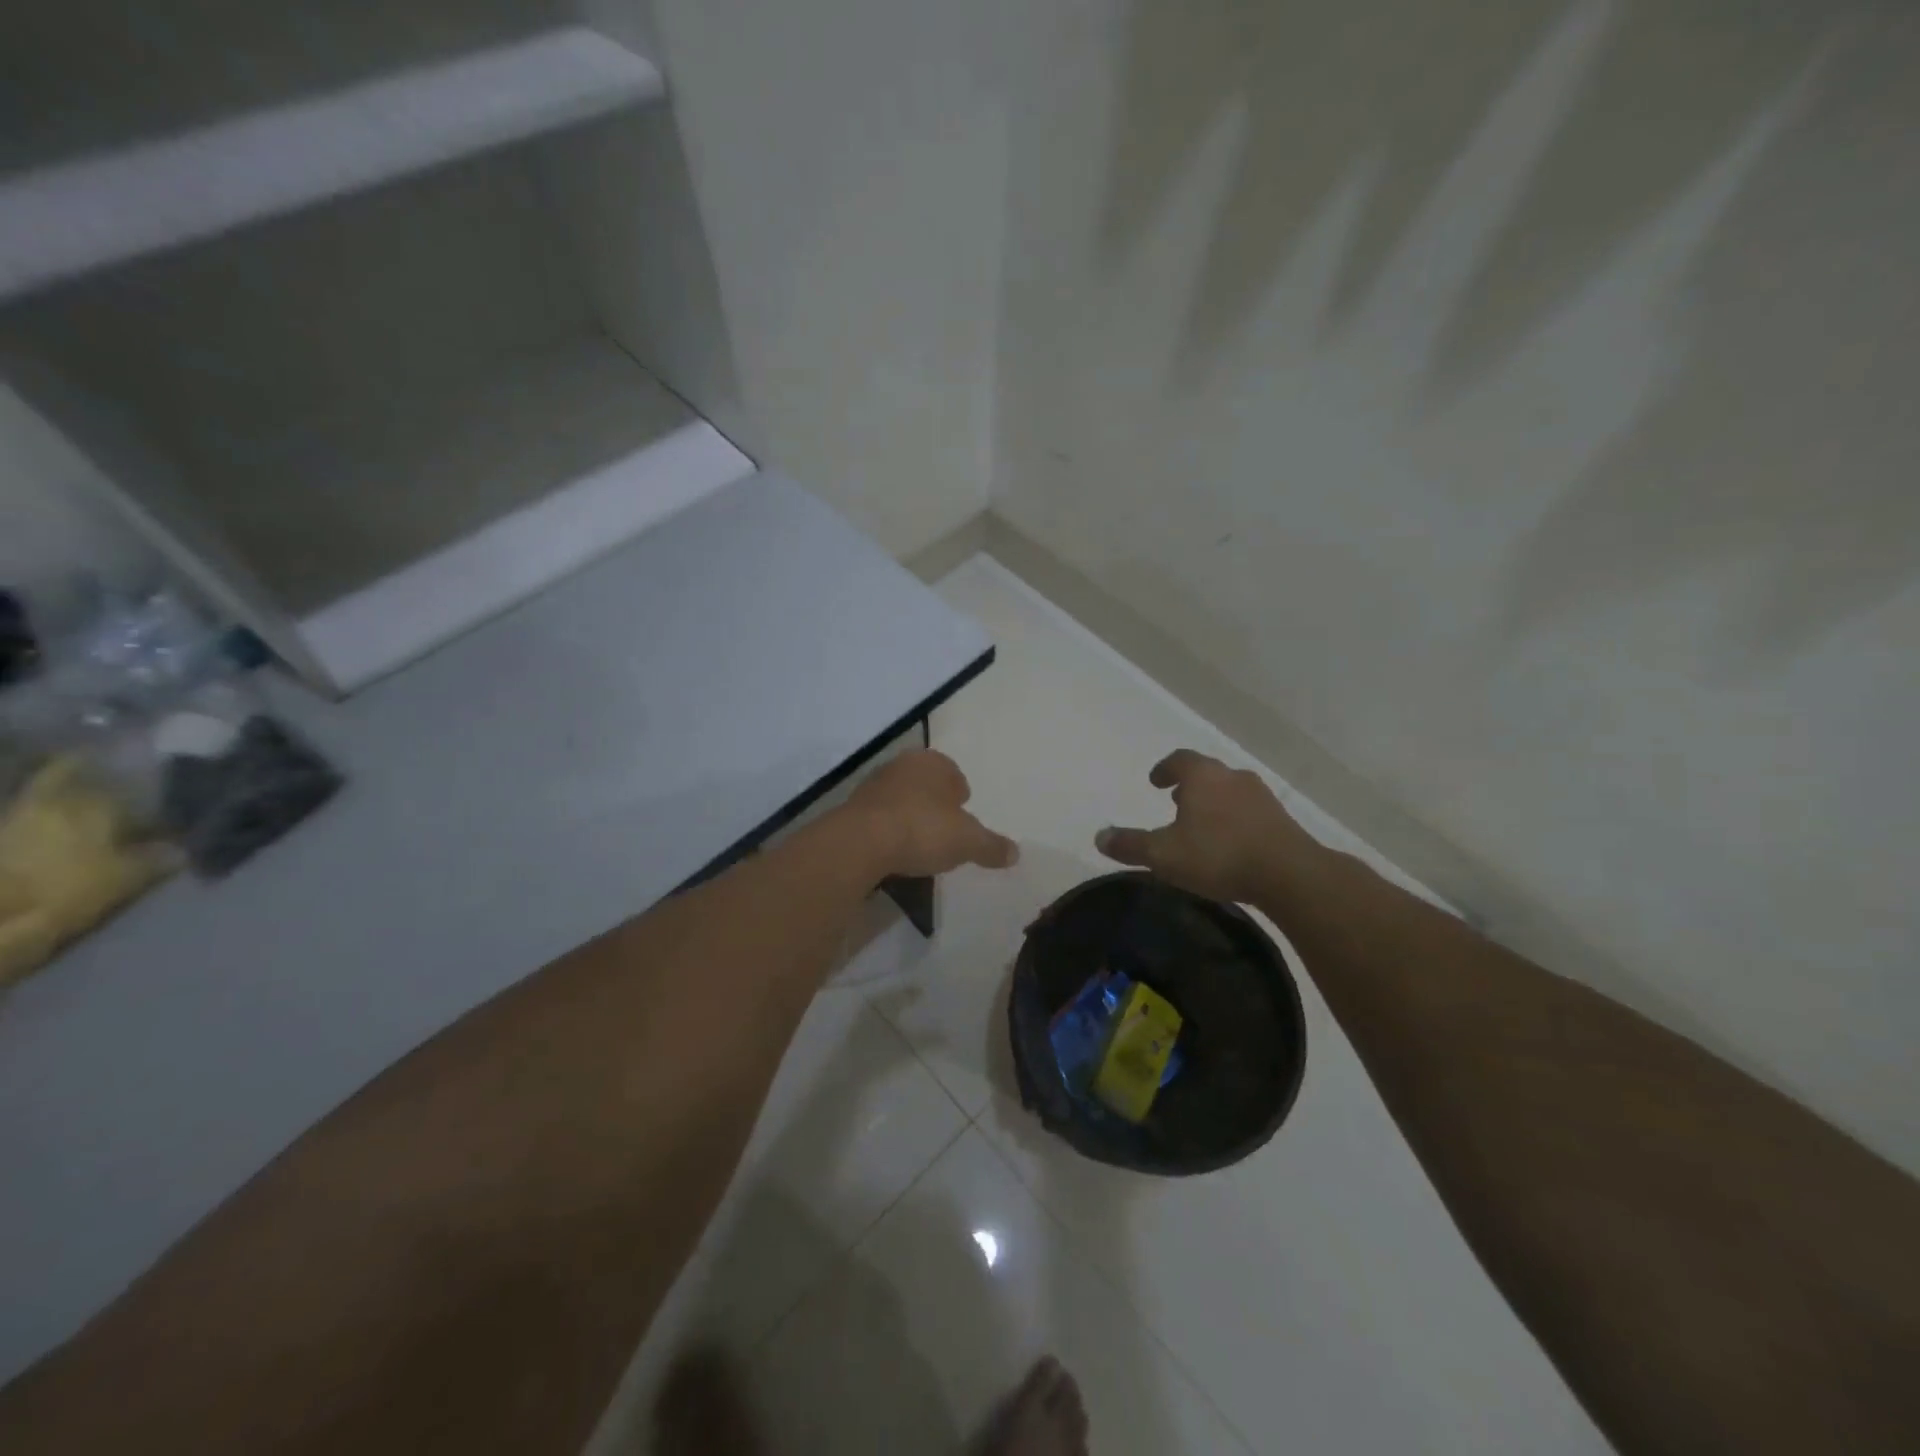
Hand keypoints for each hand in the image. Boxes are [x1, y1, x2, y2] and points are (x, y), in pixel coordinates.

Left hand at [845, 750, 1018, 878]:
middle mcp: (902, 764)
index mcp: (933, 762)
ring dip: (909, 816)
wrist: (861, 842)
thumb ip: (992, 846)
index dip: (961, 795)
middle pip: (926, 784)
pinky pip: (879, 817)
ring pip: (901, 798)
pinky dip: (888, 829)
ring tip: (918, 844)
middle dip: (935, 804)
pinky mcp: (852, 808)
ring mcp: (873, 784)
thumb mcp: (968, 842)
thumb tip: (1015, 853)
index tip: (963, 817)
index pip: (954, 774)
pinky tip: (893, 850)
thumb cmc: (923, 830)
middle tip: (943, 830)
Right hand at [1095, 750, 1320, 903]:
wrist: (1289, 874)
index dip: (1164, 769)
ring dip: (1213, 802)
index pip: (1179, 759)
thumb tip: (1099, 837)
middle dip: (1189, 786)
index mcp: (1203, 776)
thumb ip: (1130, 845)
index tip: (1155, 781)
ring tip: (1201, 825)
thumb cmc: (1218, 855)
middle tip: (1175, 802)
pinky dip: (1234, 819)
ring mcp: (1261, 797)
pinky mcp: (1281, 819)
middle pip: (1206, 773)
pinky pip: (1249, 811)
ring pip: (1229, 791)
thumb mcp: (1164, 855)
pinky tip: (1230, 843)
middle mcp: (1232, 777)